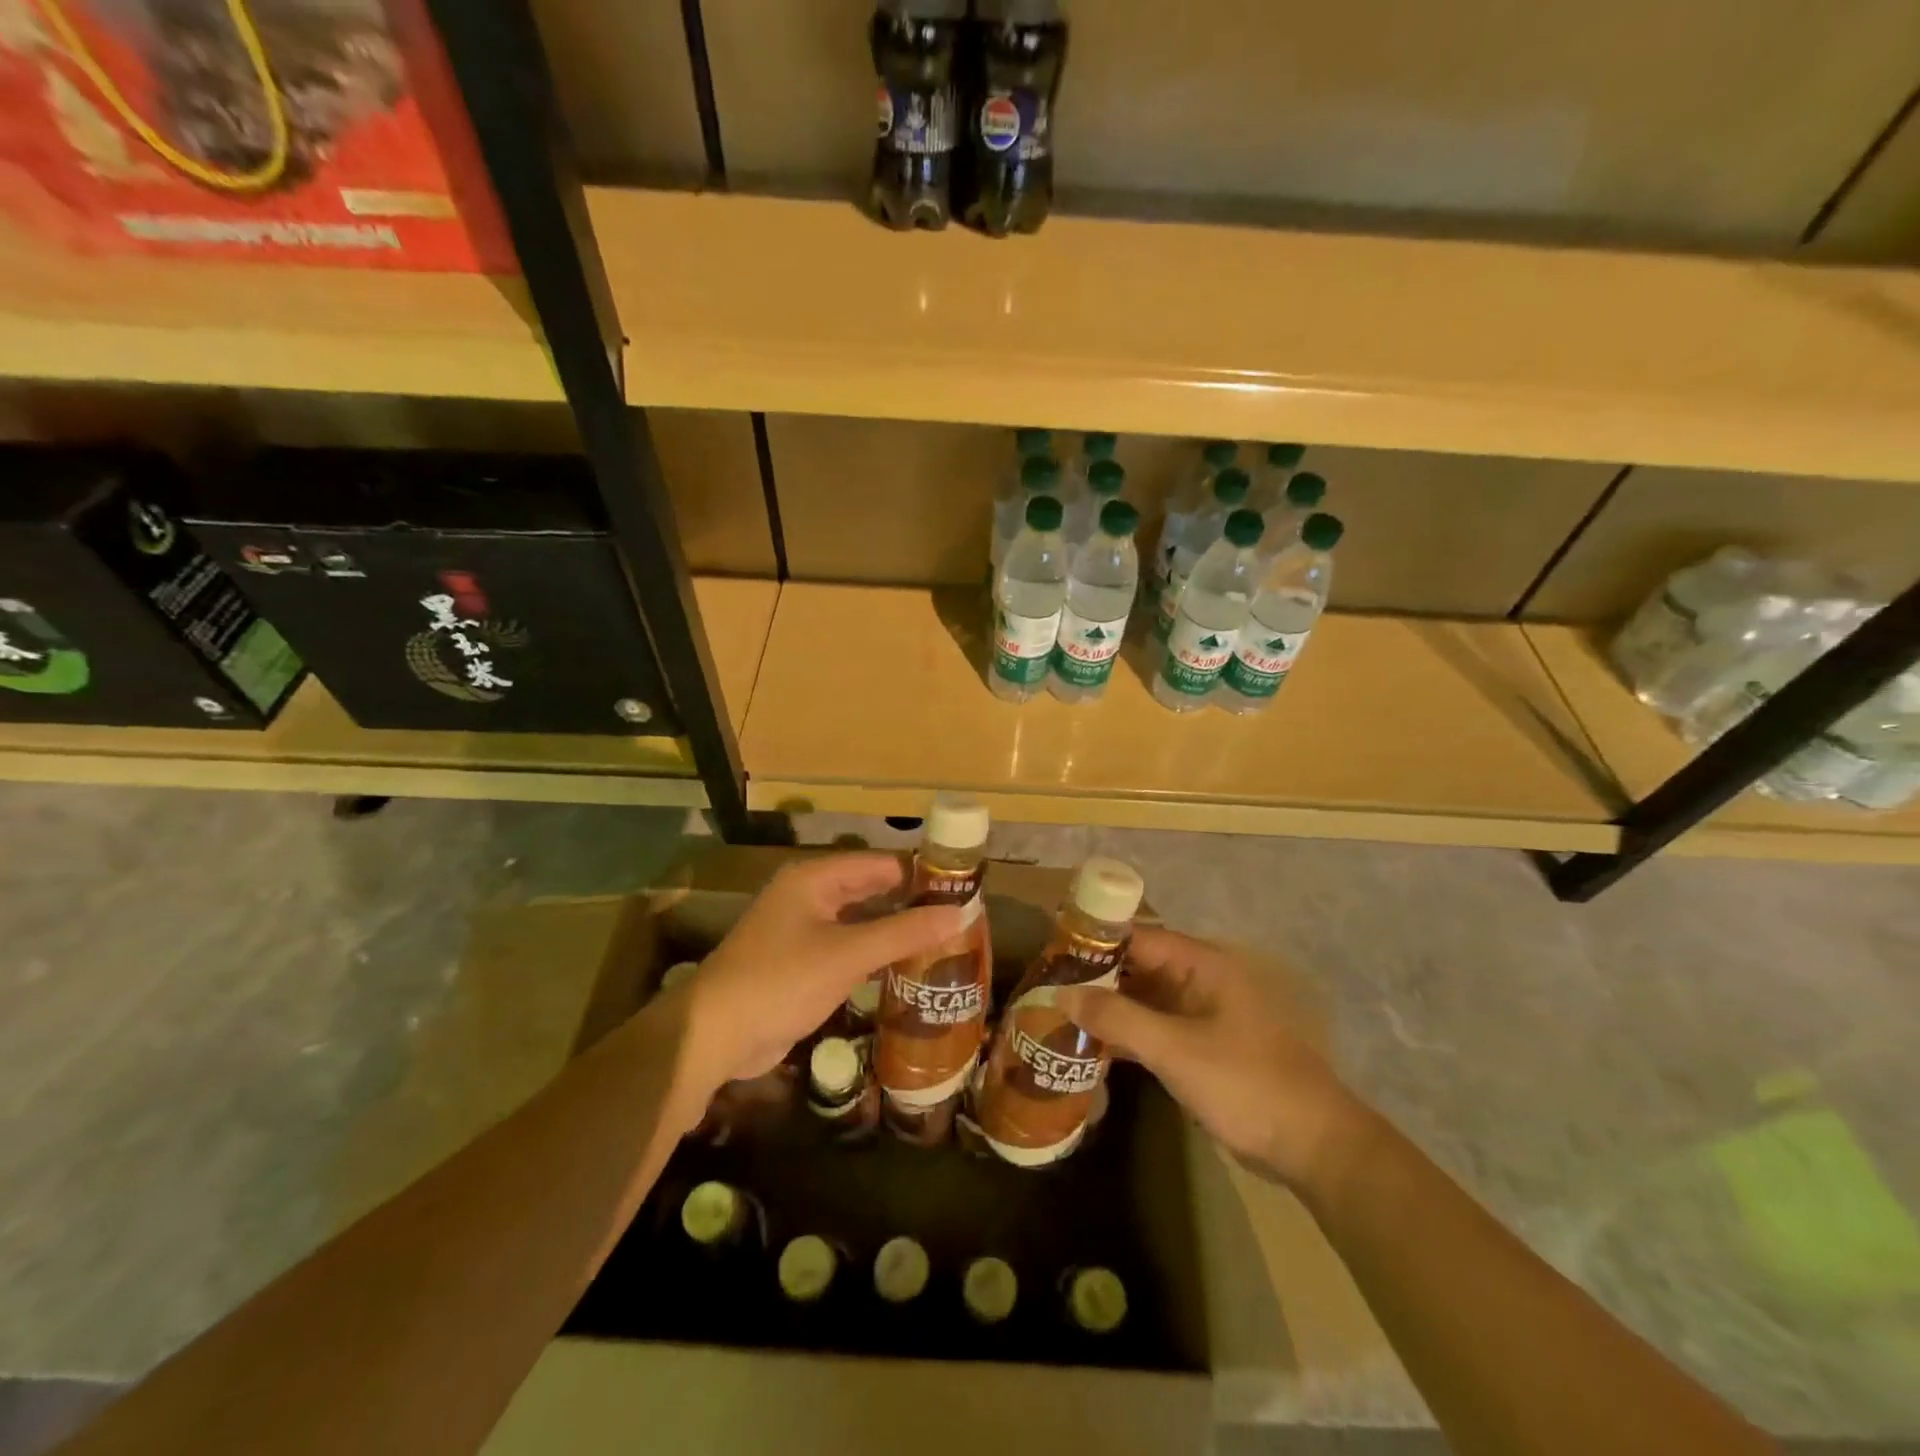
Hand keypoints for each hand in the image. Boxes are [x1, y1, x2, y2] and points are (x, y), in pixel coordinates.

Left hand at [667, 852, 963, 1102]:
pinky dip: (875, 955)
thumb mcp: (848, 954)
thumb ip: (903, 933)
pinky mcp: (801, 963)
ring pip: (860, 921)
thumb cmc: (781, 981)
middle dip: (910, 904)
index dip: (920, 874)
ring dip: (894, 931)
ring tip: (944, 942)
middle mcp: (809, 896)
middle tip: (959, 919)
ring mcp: (803, 930)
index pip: (880, 864)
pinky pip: (847, 949)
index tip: (962, 889)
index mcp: (815, 878)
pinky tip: (906, 969)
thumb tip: (958, 914)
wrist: (715, 1035)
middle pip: (871, 890)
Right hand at [1055, 927, 1362, 1187]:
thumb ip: (1118, 1018)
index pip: (1136, 938)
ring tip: (1057, 1014)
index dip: (1095, 943)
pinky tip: (1089, 1047)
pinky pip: (1152, 1028)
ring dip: (1107, 1007)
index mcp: (1202, 964)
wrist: (1312, 1147)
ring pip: (1142, 999)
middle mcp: (1199, 980)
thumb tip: (1062, 993)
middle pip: (1137, 967)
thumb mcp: (1175, 1049)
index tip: (1051, 955)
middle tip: (1044, 988)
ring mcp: (1200, 1015)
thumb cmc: (1246, 1084)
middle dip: (1094, 977)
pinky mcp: (1200, 1047)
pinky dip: (1124, 1034)